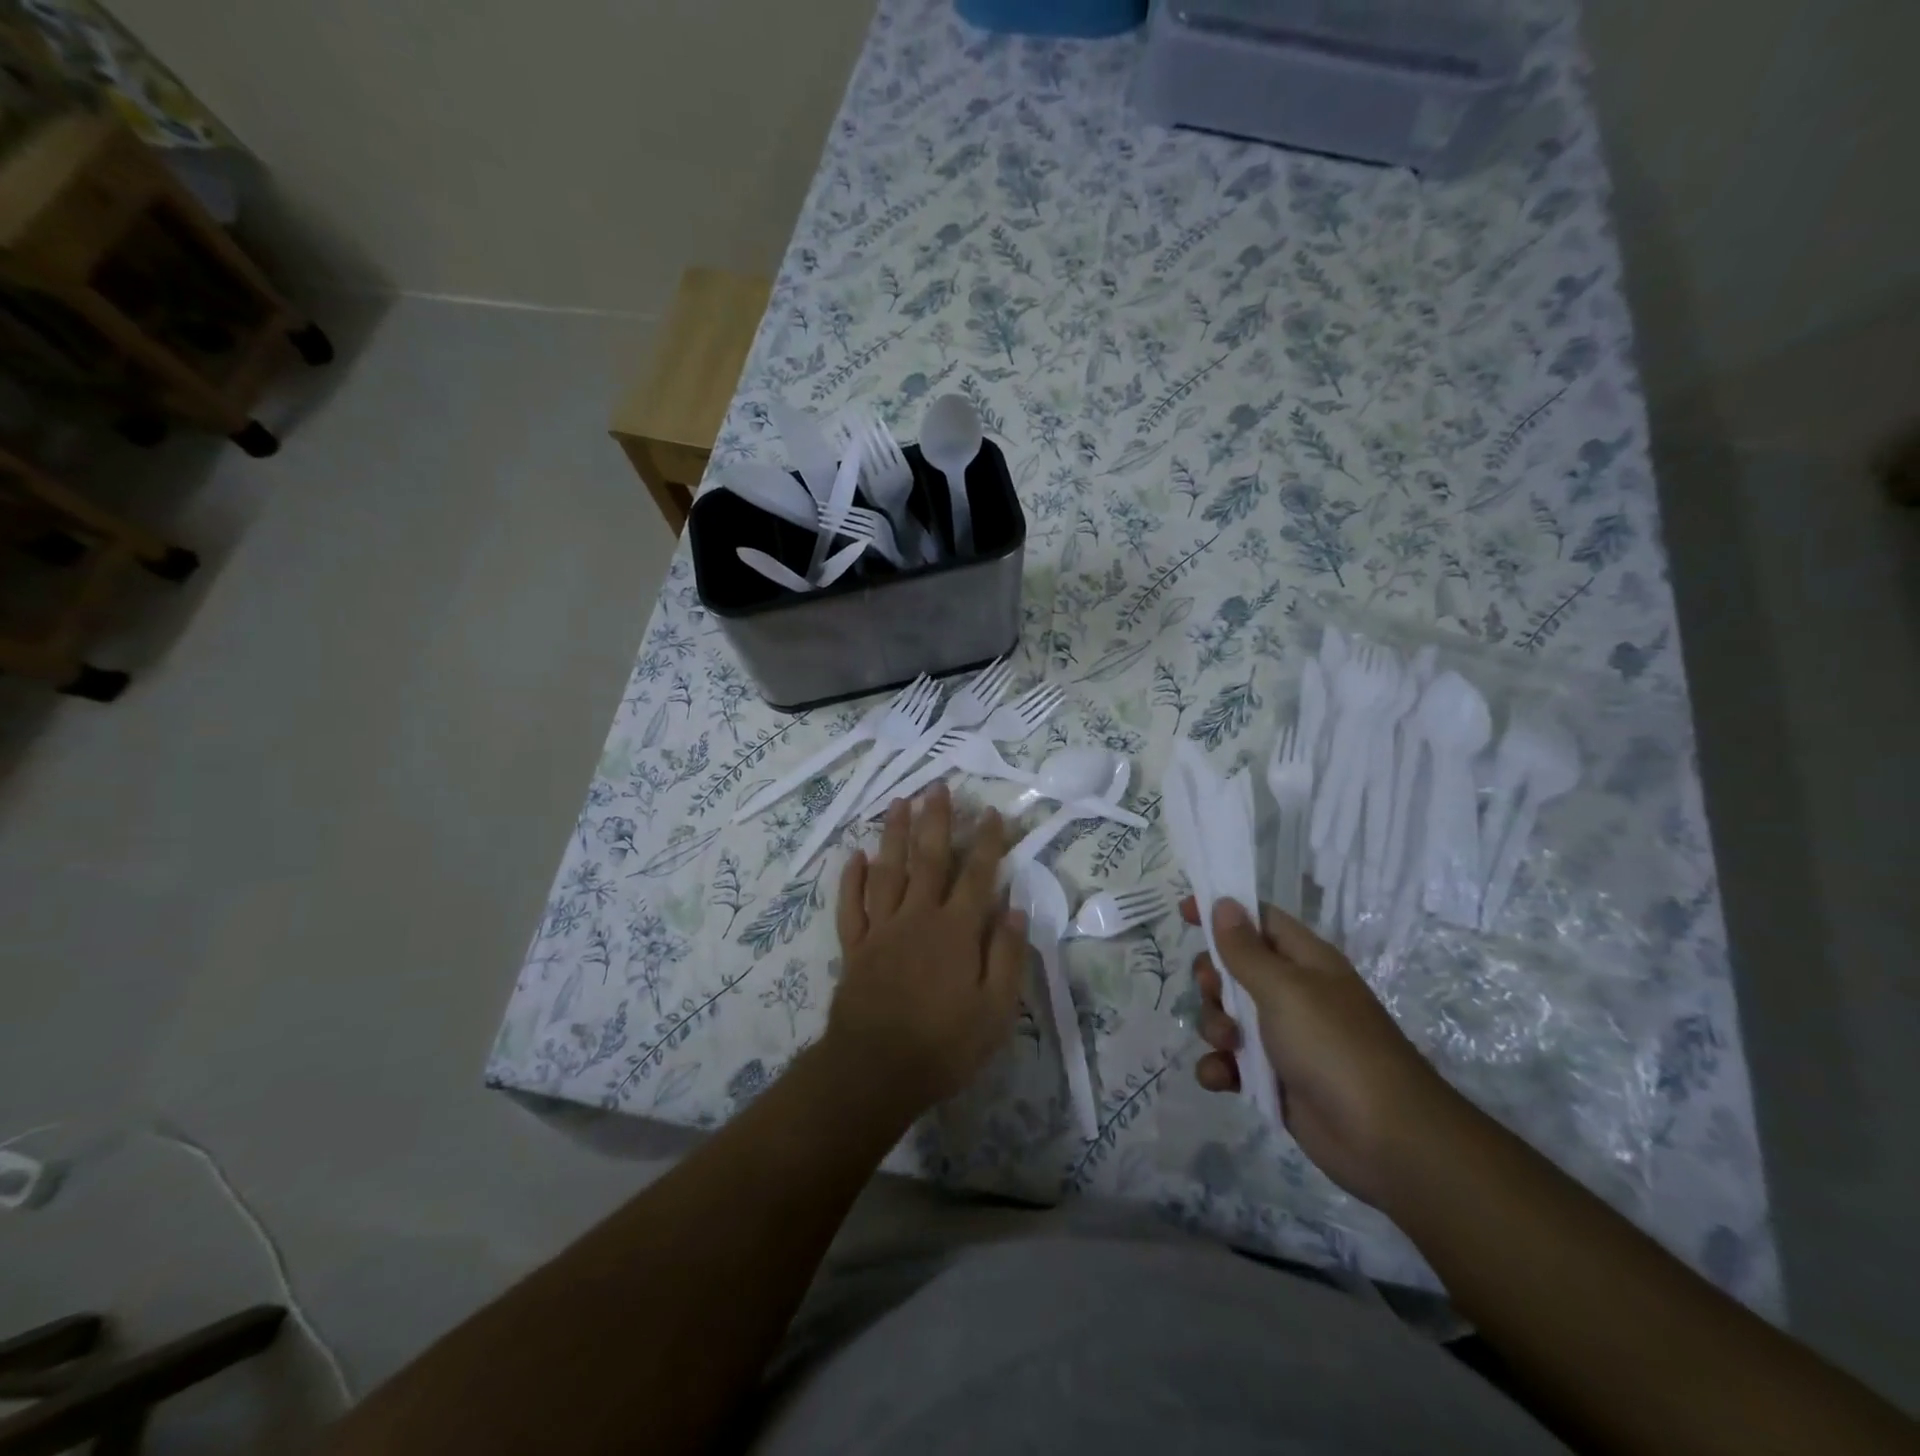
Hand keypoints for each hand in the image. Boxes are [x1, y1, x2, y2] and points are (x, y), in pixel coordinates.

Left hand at [828, 784, 1027, 1116]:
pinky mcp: (855, 946)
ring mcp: (882, 928)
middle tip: (937, 786)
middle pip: (928, 858)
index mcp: (956, 931)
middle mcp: (918, 917)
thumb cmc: (944, 1044)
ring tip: (898, 802)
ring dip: (893, 834)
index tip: (991, 812)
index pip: (977, 875)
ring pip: (887, 870)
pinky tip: (854, 855)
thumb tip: (1017, 909)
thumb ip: (1008, 957)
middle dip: (935, 820)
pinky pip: (851, 904)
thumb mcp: (995, 1011)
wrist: (875, 1071)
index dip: (986, 842)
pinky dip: (852, 878)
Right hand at [1184, 896, 1454, 1207]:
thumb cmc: (1334, 1046)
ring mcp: (1281, 1038)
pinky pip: (1229, 1062)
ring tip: (1228, 1045)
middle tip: (1215, 993)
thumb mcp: (1285, 989)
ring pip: (1226, 1015)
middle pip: (1232, 968)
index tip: (1183, 912)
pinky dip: (1219, 1067)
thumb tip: (1224, 904)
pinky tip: (1221, 1078)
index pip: (1257, 919)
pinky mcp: (1272, 1079)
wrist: (1386, 1140)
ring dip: (1214, 1026)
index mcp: (1303, 961)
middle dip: (1212, 980)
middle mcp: (1291, 994)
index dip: (1222, 912)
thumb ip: (1246, 950)